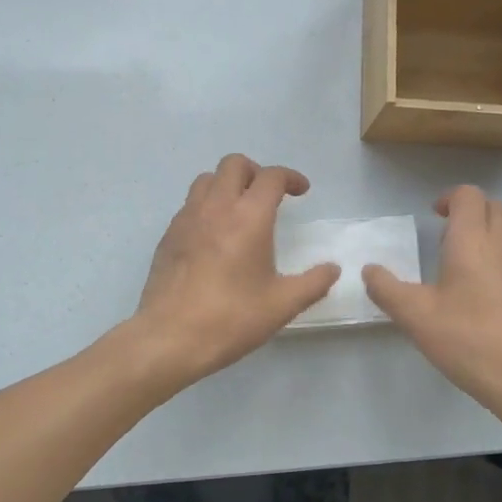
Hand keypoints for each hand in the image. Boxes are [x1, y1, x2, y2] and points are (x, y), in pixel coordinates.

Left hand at [132, 154, 339, 384]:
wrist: (169, 337)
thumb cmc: (230, 318)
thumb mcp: (282, 305)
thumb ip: (313, 283)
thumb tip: (332, 269)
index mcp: (248, 217)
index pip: (271, 177)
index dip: (290, 178)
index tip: (301, 191)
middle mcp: (216, 207)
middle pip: (234, 164)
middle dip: (256, 172)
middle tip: (269, 196)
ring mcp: (187, 218)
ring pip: (207, 179)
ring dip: (228, 184)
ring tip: (240, 209)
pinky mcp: (168, 235)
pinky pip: (190, 204)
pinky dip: (207, 205)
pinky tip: (214, 236)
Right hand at [363, 186, 501, 420]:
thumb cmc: (468, 339)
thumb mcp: (415, 317)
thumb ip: (387, 289)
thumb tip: (370, 270)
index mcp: (473, 241)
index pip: (469, 195)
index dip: (450, 198)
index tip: (435, 216)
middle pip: (495, 207)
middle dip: (472, 211)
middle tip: (448, 234)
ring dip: (491, 232)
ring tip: (468, 260)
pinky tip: (490, 294)